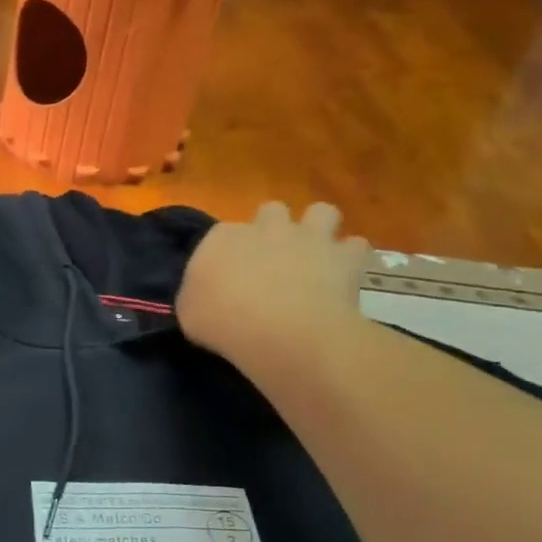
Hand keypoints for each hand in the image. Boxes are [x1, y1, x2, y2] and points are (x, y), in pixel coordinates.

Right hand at [176, 202, 368, 379]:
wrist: (279, 330)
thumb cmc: (221, 321)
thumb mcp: (187, 312)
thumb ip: (196, 295)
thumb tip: (203, 296)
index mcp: (222, 237)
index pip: (222, 234)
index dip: (226, 253)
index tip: (226, 277)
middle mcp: (266, 227)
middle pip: (271, 211)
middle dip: (273, 228)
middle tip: (271, 259)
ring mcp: (308, 238)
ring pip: (321, 212)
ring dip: (318, 228)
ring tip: (314, 253)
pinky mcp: (344, 257)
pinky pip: (355, 246)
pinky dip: (350, 258)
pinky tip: (343, 275)